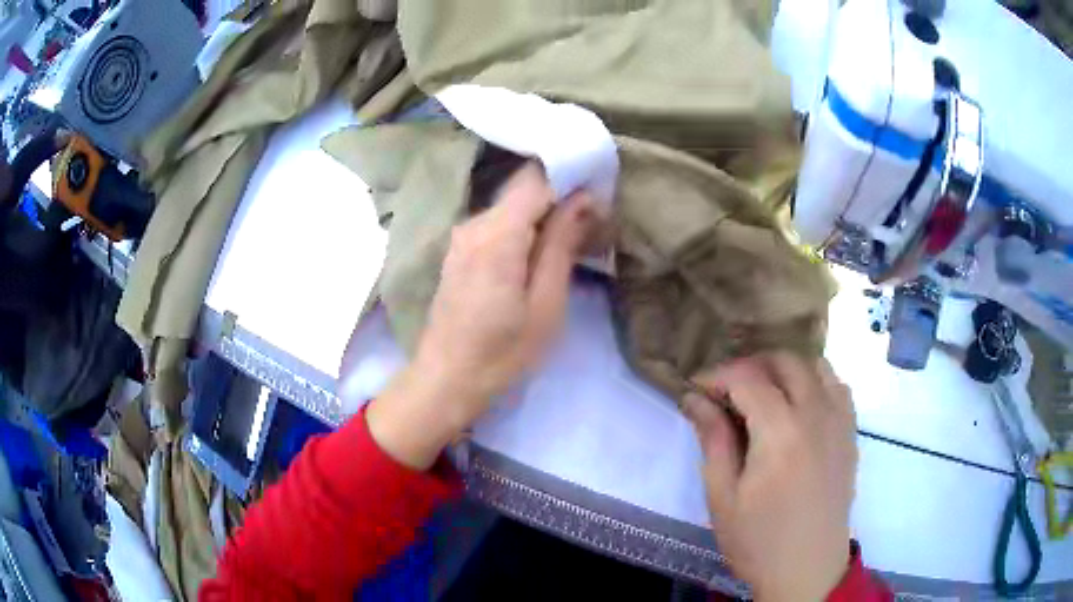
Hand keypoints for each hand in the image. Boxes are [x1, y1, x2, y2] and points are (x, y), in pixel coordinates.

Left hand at [367, 163, 595, 468]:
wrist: (446, 381)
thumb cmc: (502, 353)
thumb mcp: (545, 303)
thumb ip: (561, 244)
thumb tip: (584, 197)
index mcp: (496, 234)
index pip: (536, 178)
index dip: (570, 177)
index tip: (601, 196)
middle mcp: (474, 223)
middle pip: (524, 189)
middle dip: (562, 196)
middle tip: (595, 224)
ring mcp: (462, 236)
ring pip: (512, 206)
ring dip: (545, 215)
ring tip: (576, 241)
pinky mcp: (460, 250)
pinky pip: (499, 224)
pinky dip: (526, 228)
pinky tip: (543, 253)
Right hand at [684, 353, 857, 601]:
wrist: (807, 568)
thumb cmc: (758, 540)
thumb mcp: (722, 496)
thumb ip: (712, 439)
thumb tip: (694, 398)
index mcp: (781, 432)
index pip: (747, 378)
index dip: (717, 375)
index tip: (696, 389)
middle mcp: (816, 414)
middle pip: (785, 361)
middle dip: (750, 365)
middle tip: (726, 390)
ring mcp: (840, 421)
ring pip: (815, 365)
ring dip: (785, 369)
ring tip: (763, 393)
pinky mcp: (851, 433)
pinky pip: (837, 386)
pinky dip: (815, 381)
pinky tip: (799, 405)